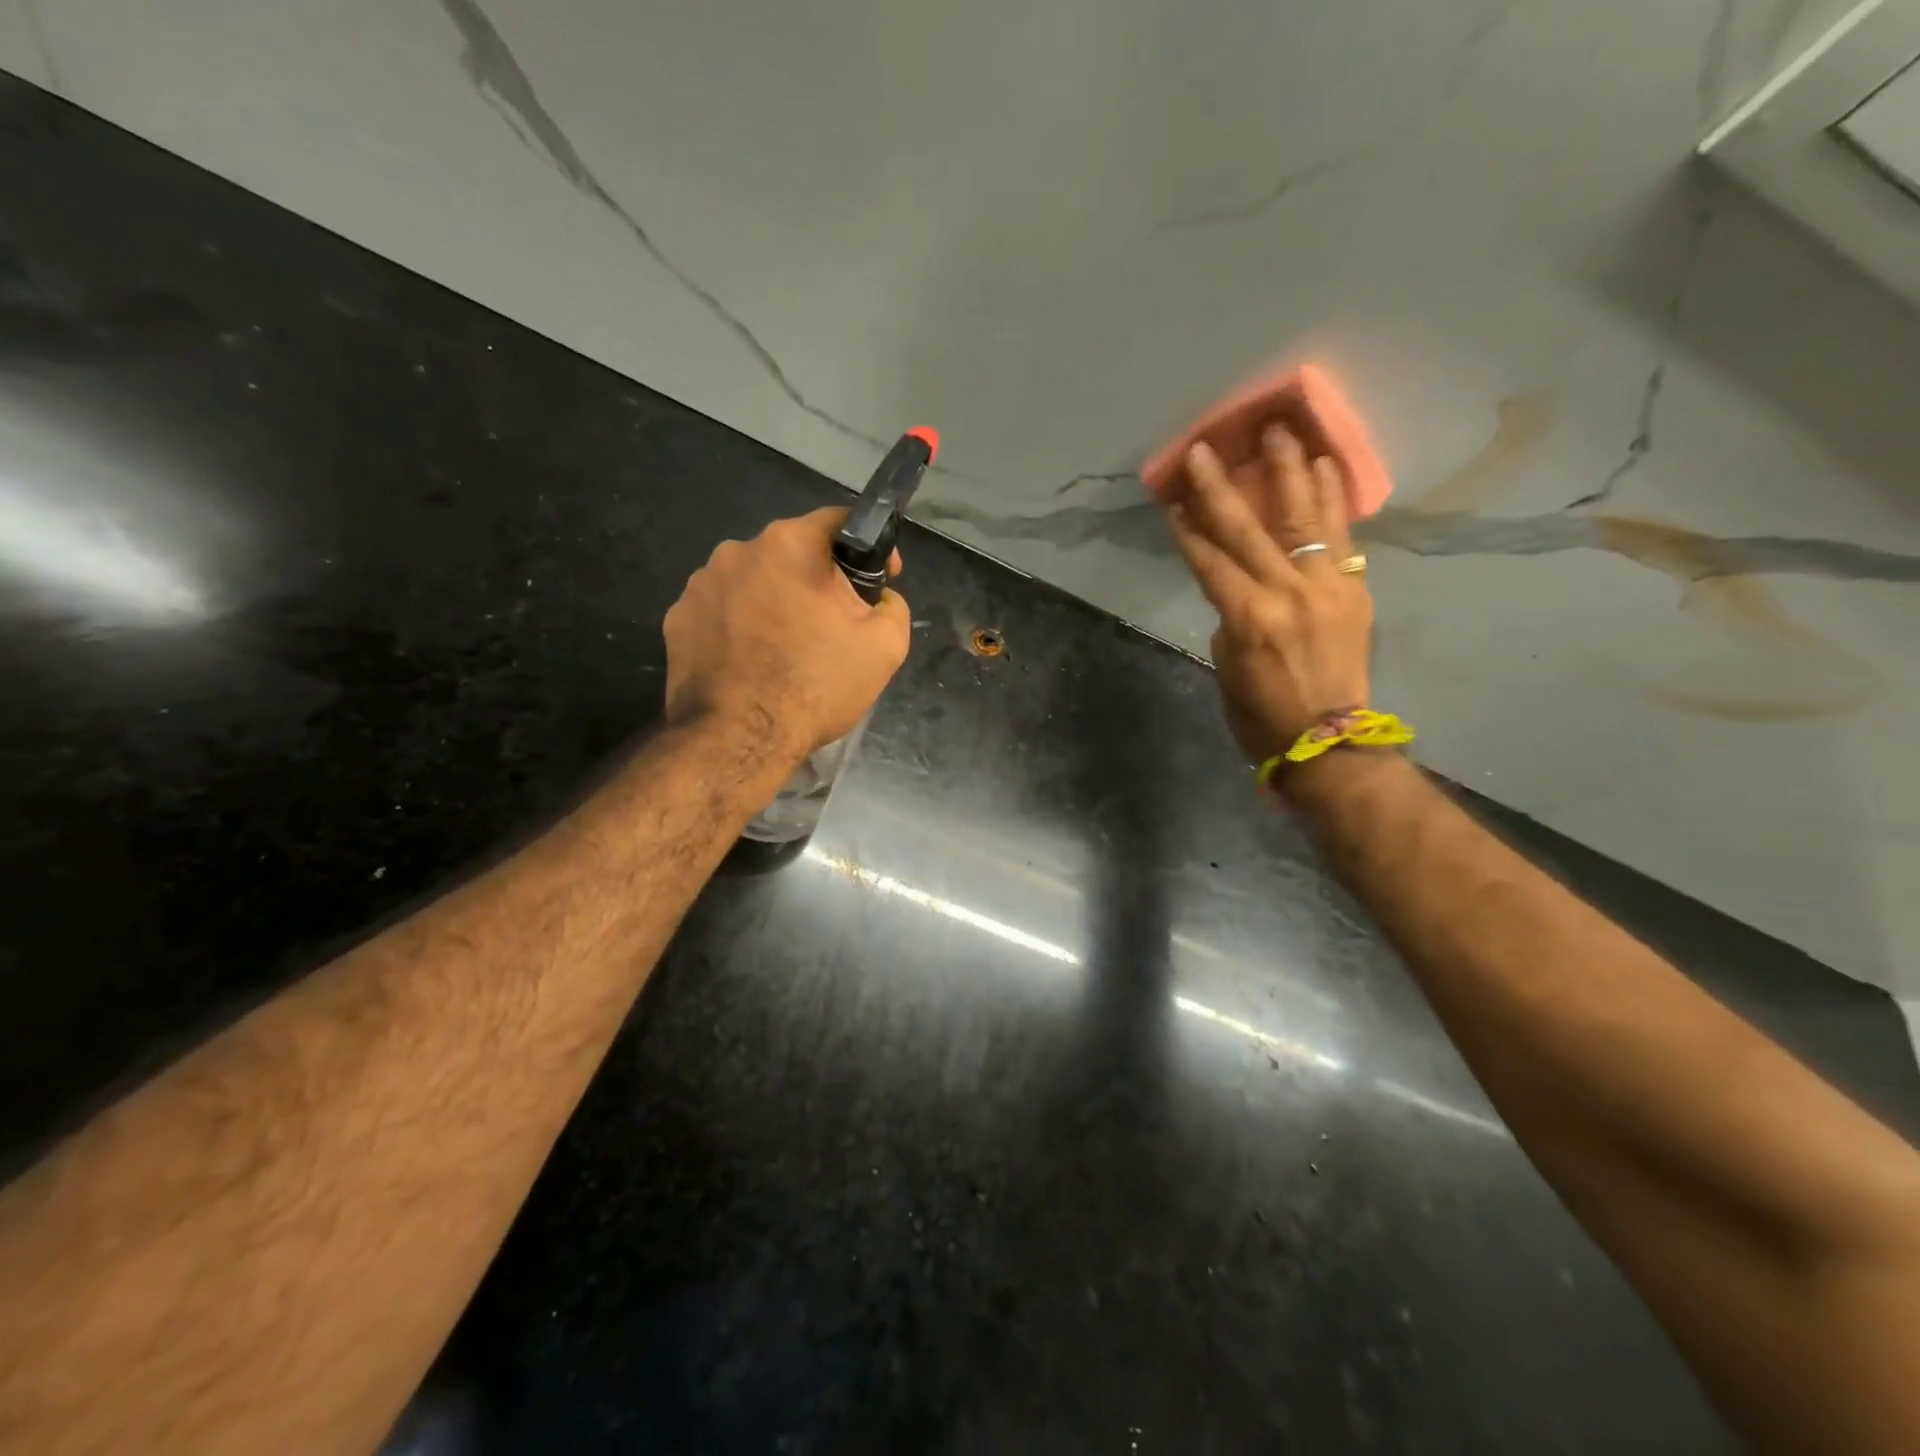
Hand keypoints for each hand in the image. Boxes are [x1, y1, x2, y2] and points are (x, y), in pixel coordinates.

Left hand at [664, 508, 910, 761]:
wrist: (739, 740)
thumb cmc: (816, 685)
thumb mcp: (886, 646)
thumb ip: (892, 605)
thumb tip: (878, 598)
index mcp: (790, 544)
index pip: (837, 522)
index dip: (867, 547)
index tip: (880, 579)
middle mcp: (738, 550)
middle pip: (792, 554)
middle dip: (817, 581)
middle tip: (834, 625)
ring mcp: (700, 584)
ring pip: (754, 582)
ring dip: (775, 602)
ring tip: (788, 649)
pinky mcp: (677, 619)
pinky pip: (721, 611)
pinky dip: (741, 627)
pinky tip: (753, 662)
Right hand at [1161, 429, 1372, 764]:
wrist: (1330, 742)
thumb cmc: (1262, 717)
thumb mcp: (1227, 670)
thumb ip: (1231, 620)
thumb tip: (1240, 589)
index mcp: (1247, 618)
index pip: (1209, 561)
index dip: (1188, 530)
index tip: (1172, 500)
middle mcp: (1286, 592)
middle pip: (1246, 530)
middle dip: (1220, 487)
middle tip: (1205, 448)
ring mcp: (1325, 588)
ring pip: (1303, 518)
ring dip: (1289, 472)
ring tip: (1281, 431)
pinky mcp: (1353, 591)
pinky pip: (1341, 537)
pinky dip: (1333, 499)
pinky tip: (1326, 467)